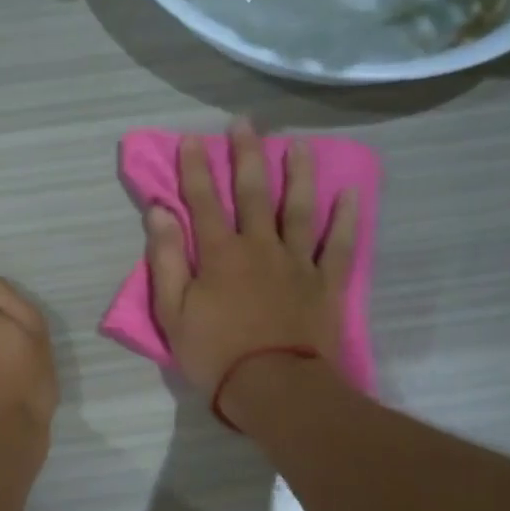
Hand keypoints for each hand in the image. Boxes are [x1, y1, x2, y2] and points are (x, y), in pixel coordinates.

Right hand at [146, 121, 355, 410]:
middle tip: (245, 122)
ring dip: (298, 174)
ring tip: (299, 145)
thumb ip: (165, 260)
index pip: (203, 201)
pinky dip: (345, 219)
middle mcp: (259, 246)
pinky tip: (350, 193)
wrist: (274, 387)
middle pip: (253, 193)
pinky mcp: (325, 283)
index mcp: (219, 254)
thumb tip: (159, 212)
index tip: (191, 139)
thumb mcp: (173, 312)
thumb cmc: (215, 354)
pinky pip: (338, 245)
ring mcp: (297, 262)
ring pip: (299, 208)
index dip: (195, 168)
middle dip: (246, 155)